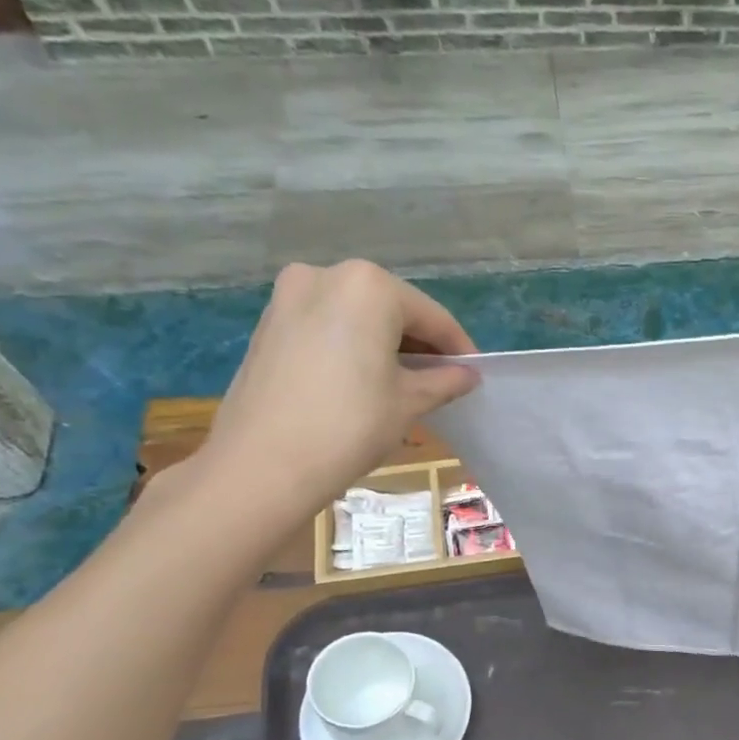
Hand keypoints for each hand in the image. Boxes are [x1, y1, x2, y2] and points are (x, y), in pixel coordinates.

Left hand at [194, 259, 478, 522]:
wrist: (264, 464)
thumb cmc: (350, 426)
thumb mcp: (409, 403)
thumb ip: (444, 382)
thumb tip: (468, 376)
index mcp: (369, 287)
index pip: (432, 316)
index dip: (458, 348)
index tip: (474, 375)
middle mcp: (326, 275)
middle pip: (391, 309)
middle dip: (419, 343)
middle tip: (441, 380)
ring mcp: (289, 296)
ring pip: (356, 317)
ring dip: (384, 344)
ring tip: (403, 383)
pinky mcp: (268, 324)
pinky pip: (326, 327)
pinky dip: (351, 347)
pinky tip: (362, 381)